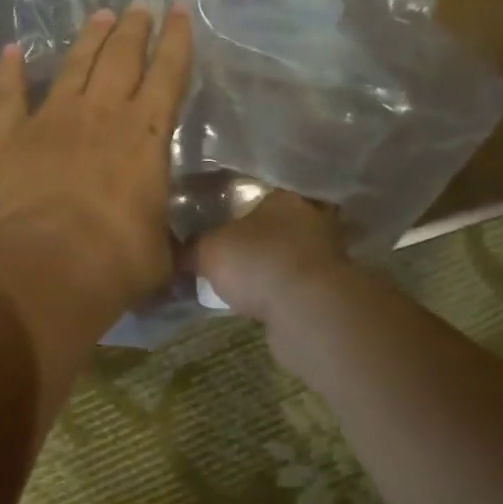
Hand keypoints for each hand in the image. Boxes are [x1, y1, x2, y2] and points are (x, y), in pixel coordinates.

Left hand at [0, 3, 193, 359]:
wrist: (45, 268)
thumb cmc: (115, 263)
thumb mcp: (160, 253)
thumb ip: (165, 238)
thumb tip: (171, 246)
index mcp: (146, 136)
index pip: (168, 74)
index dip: (177, 40)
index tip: (179, 10)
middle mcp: (101, 114)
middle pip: (121, 57)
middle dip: (134, 29)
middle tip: (139, 6)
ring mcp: (50, 119)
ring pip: (74, 65)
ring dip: (88, 38)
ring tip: (99, 15)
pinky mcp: (7, 135)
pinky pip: (8, 93)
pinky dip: (8, 70)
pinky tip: (10, 50)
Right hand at [195, 190, 348, 323]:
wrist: (307, 310)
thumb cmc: (257, 262)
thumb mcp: (206, 250)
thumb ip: (189, 248)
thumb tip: (171, 253)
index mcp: (282, 197)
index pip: (257, 193)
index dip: (236, 207)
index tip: (218, 222)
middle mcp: (310, 219)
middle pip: (277, 224)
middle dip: (256, 238)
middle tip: (228, 253)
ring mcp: (326, 254)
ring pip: (290, 255)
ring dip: (272, 267)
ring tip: (242, 282)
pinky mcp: (331, 289)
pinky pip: (297, 284)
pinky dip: (282, 292)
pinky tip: (261, 302)